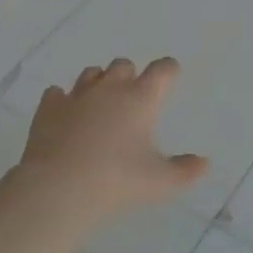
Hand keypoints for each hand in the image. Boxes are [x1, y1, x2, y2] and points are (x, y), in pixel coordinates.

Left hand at [16, 58, 209, 221]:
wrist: (58, 188)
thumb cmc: (117, 181)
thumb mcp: (160, 182)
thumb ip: (185, 170)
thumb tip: (204, 163)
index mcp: (141, 98)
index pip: (162, 70)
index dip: (169, 70)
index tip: (171, 75)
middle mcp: (110, 88)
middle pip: (124, 65)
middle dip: (130, 76)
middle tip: (133, 98)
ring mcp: (76, 95)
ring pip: (91, 73)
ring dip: (99, 82)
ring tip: (100, 104)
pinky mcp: (48, 108)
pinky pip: (56, 93)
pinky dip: (63, 100)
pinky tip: (65, 115)